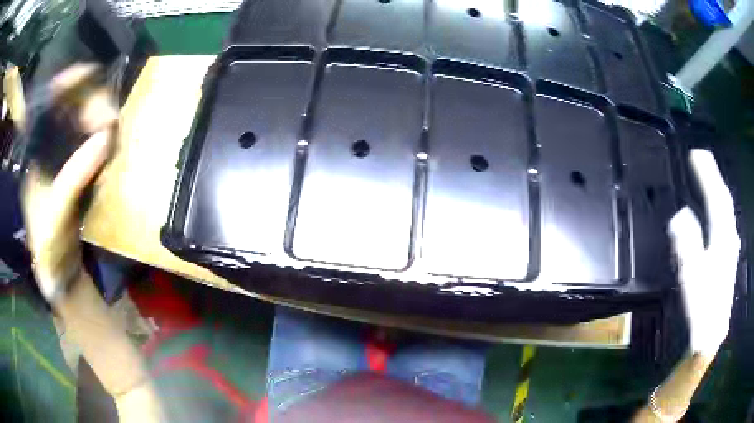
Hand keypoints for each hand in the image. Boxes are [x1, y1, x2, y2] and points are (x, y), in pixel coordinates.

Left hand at [21, 64, 116, 303]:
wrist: (61, 269)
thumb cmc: (50, 243)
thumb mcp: (57, 213)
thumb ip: (75, 176)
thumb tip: (106, 136)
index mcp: (35, 152)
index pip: (47, 102)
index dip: (66, 82)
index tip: (90, 73)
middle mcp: (48, 145)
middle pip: (69, 105)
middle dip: (90, 101)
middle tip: (109, 118)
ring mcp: (65, 154)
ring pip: (84, 118)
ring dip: (101, 115)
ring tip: (114, 126)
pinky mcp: (79, 165)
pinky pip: (93, 137)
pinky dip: (105, 132)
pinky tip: (114, 136)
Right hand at [669, 149, 740, 356]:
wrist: (712, 333)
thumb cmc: (702, 306)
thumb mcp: (692, 276)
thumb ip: (688, 244)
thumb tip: (680, 215)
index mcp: (721, 238)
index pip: (717, 197)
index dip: (707, 174)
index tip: (696, 154)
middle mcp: (729, 236)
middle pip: (724, 199)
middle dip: (714, 177)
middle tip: (702, 159)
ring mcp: (731, 246)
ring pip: (727, 211)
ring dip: (718, 191)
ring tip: (709, 179)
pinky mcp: (729, 257)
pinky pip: (726, 223)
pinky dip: (721, 209)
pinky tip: (719, 211)